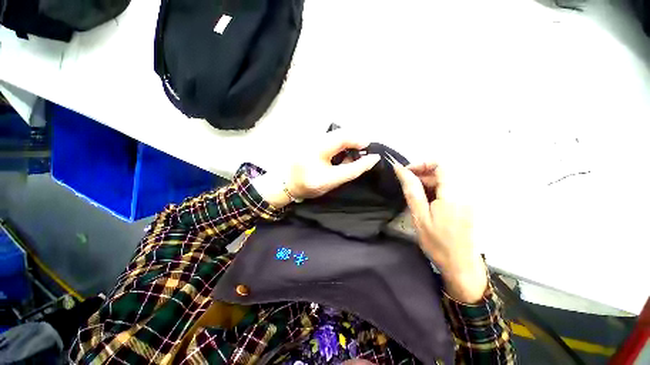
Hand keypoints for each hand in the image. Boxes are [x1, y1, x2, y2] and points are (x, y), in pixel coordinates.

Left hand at [253, 130, 380, 207]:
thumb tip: (371, 158)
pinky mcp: (311, 138)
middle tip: (362, 153)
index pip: (344, 138)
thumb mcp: (332, 181)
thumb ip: (352, 170)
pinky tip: (342, 153)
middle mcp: (314, 138)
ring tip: (354, 154)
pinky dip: (341, 144)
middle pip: (341, 132)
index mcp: (317, 149)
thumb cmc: (309, 185)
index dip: (360, 141)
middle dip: (356, 141)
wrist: (287, 183)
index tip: (370, 151)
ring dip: (349, 142)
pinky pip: (331, 137)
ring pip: (337, 134)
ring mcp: (311, 137)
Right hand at [390, 160, 487, 303]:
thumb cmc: (438, 243)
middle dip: (423, 175)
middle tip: (407, 187)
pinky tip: (427, 202)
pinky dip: (435, 190)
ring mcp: (467, 199)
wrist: (461, 265)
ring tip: (415, 197)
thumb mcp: (420, 216)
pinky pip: (449, 189)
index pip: (440, 165)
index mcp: (453, 194)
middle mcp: (464, 192)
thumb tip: (401, 170)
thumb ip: (412, 190)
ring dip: (427, 183)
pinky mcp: (466, 205)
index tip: (406, 172)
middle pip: (443, 172)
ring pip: (445, 180)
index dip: (422, 164)